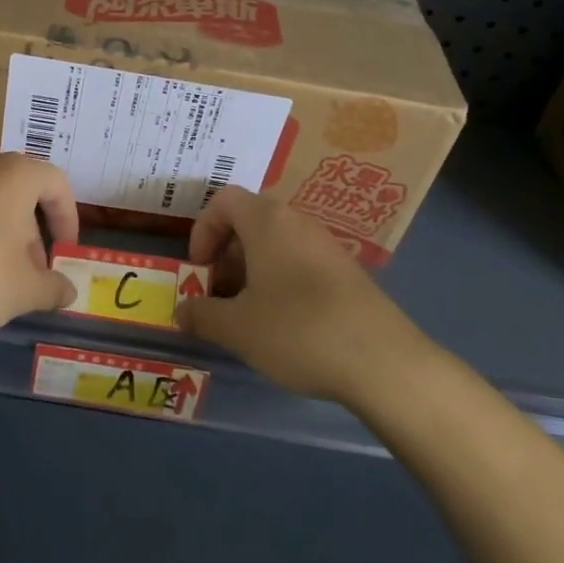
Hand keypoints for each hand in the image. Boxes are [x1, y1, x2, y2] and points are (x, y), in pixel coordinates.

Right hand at [178, 187, 426, 401]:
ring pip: (275, 244)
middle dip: (225, 255)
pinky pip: (299, 262)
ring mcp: (326, 245)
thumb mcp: (237, 328)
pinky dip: (280, 281)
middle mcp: (297, 222)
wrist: (382, 361)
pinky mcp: (347, 271)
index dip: (202, 230)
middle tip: (217, 296)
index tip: (198, 270)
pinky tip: (283, 324)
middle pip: (249, 221)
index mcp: (267, 221)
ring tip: (246, 314)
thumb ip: (202, 315)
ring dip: (251, 271)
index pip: (223, 200)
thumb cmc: (297, 330)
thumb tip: (181, 311)